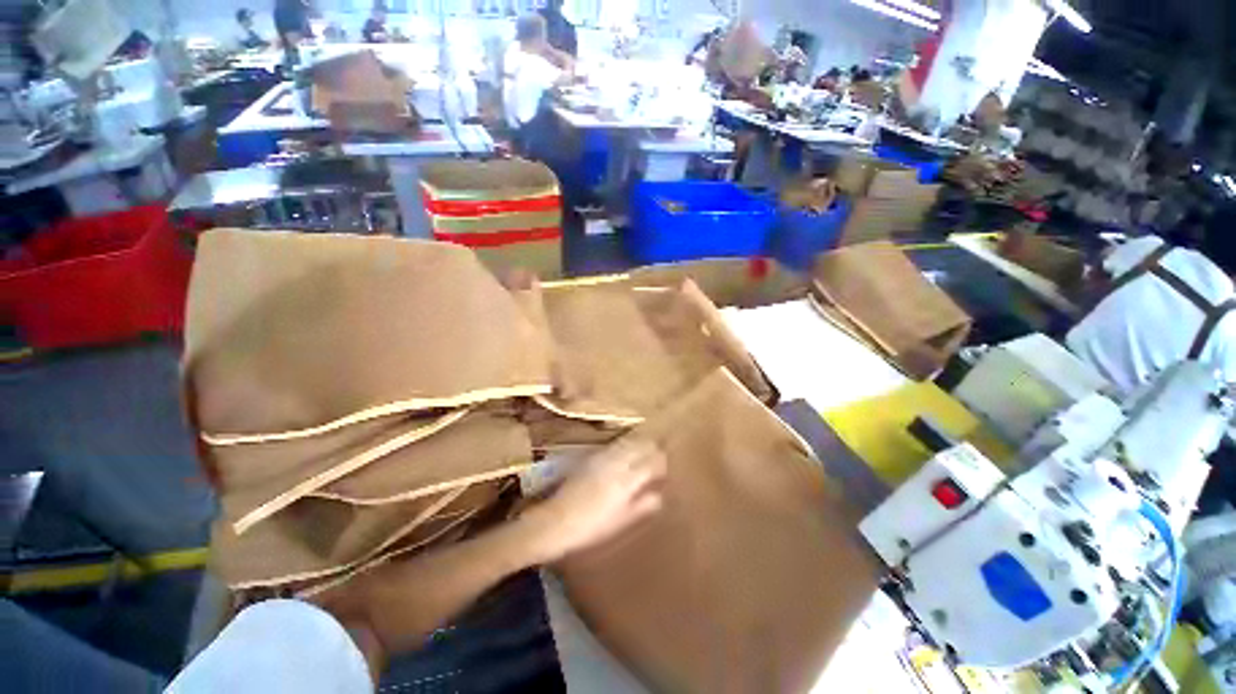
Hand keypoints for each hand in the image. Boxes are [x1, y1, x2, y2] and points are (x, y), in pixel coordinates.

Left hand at [520, 439, 666, 563]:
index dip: (662, 463)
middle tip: (658, 458)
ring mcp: (603, 457)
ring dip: (639, 445)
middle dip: (653, 449)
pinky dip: (625, 446)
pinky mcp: (592, 456)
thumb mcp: (622, 521)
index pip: (653, 461)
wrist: (556, 520)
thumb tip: (660, 495)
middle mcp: (617, 462)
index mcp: (628, 480)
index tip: (665, 469)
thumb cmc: (592, 528)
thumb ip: (644, 505)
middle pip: (642, 445)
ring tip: (644, 453)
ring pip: (629, 441)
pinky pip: (615, 444)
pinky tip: (625, 454)